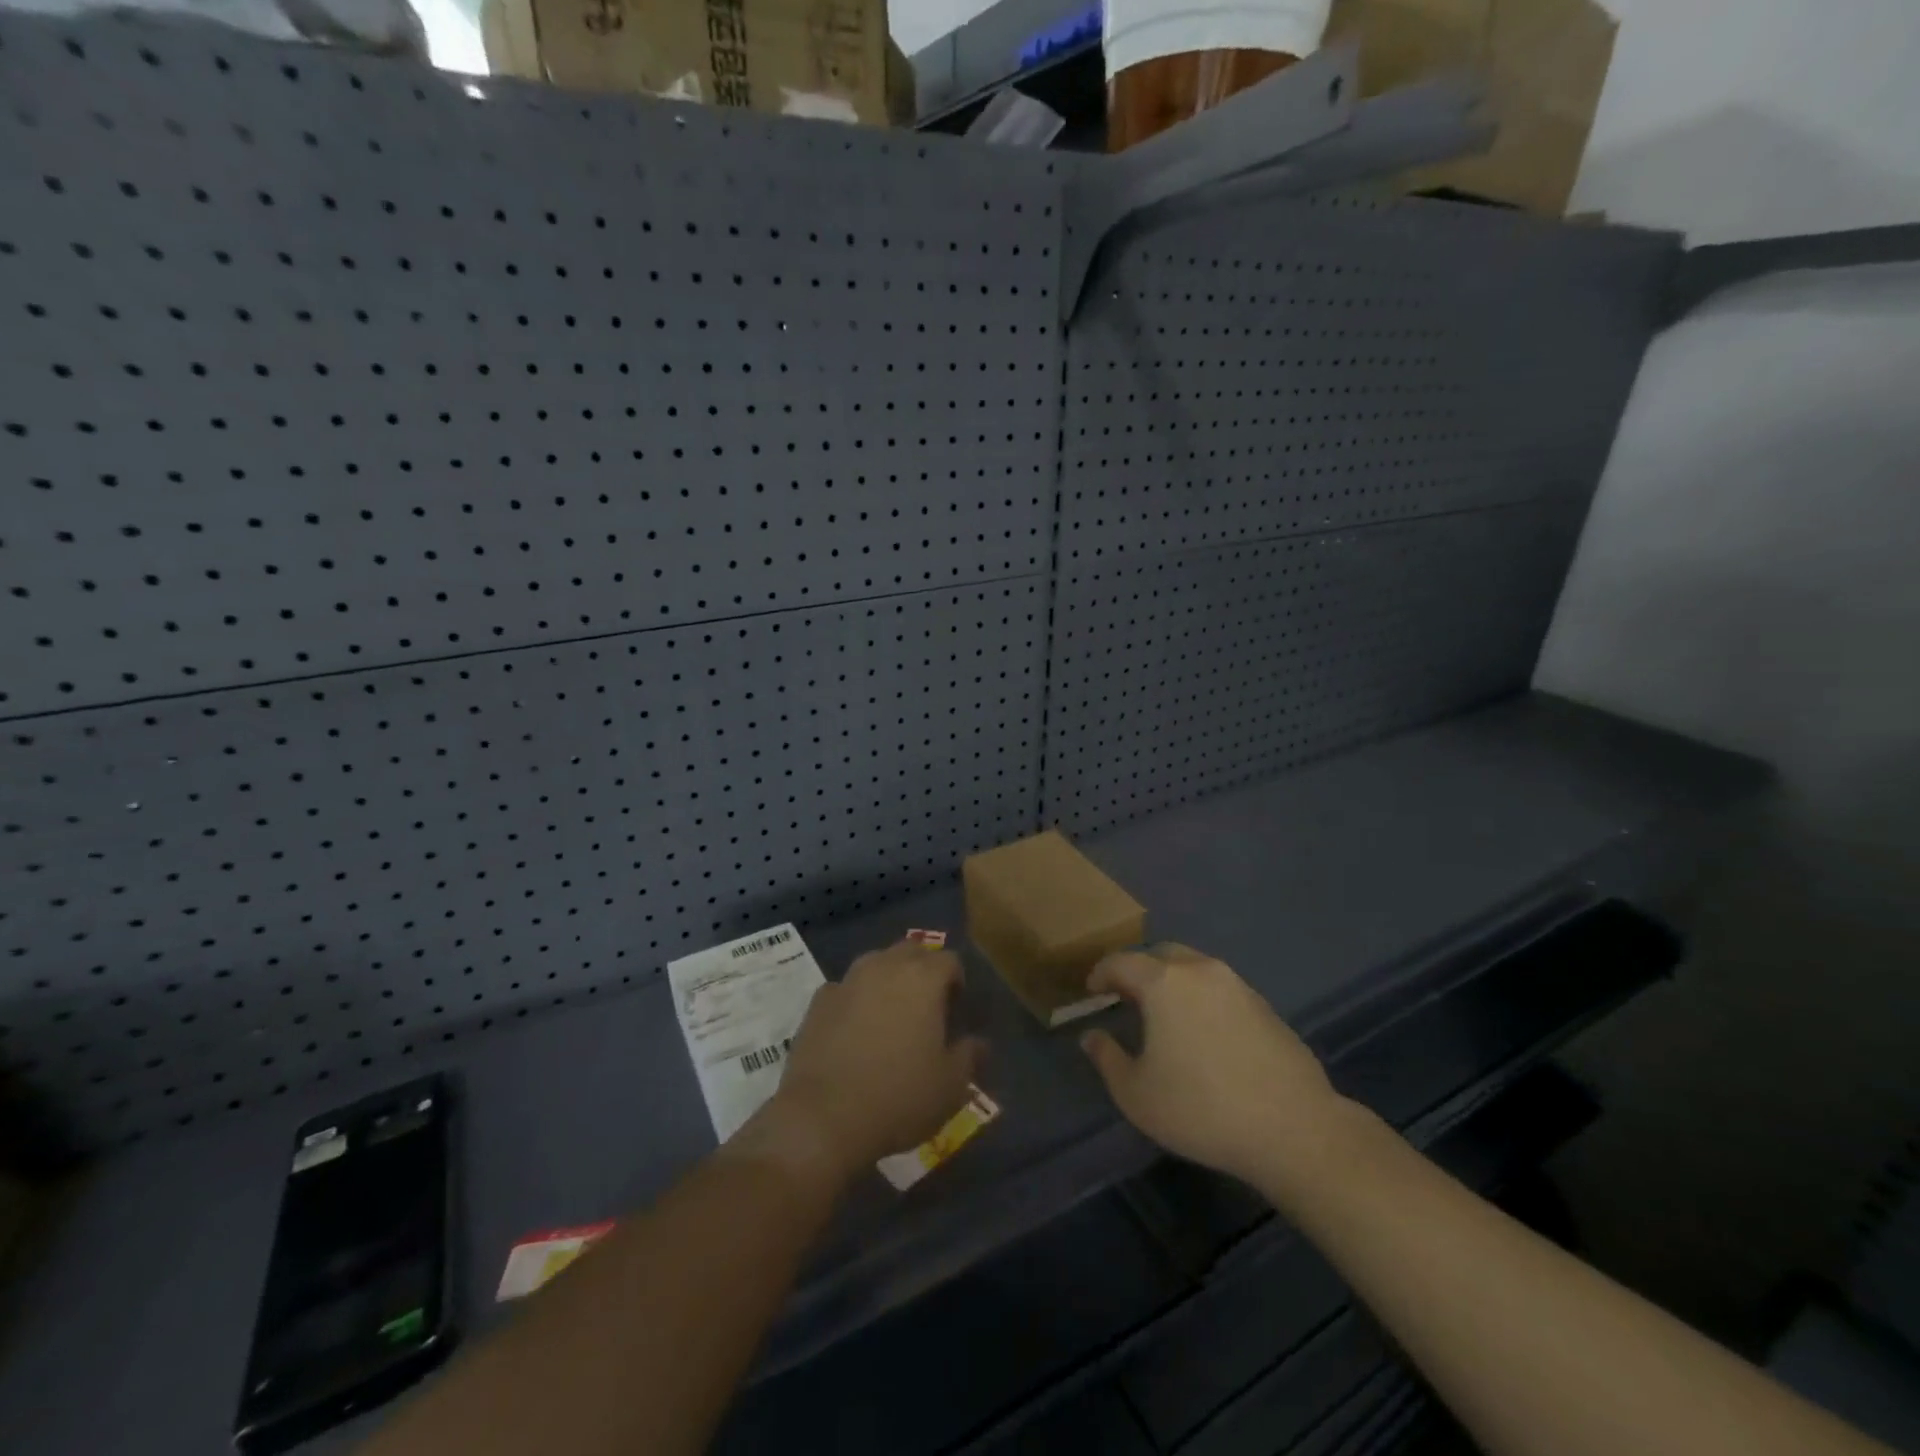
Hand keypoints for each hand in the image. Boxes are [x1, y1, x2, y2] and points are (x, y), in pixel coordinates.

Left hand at [772, 940, 985, 1175]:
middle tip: (927, 1006)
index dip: (956, 980)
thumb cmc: (898, 1098)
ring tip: (891, 1014)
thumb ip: (969, 1056)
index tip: (956, 1009)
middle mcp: (885, 966)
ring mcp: (847, 981)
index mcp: (923, 978)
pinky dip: (855, 998)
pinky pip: (845, 987)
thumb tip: (978, 1042)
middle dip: (922, 969)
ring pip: (875, 962)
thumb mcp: (950, 1086)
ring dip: (888, 978)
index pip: (948, 960)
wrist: (823, 1118)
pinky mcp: (818, 1002)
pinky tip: (854, 1028)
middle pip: (911, 950)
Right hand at [1080, 943, 1355, 1187]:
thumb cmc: (1201, 1109)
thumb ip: (1107, 1058)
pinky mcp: (1265, 1006)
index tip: (1092, 991)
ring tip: (1165, 1016)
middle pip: (1160, 955)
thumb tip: (1092, 1036)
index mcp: (1164, 982)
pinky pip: (1221, 990)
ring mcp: (1238, 985)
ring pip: (1194, 969)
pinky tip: (1204, 1034)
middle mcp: (1200, 971)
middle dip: (1139, 971)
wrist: (1293, 1128)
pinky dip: (1202, 999)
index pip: (1121, 962)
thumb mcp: (1136, 1094)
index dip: (1101, 974)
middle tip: (1127, 998)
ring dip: (1173, 983)